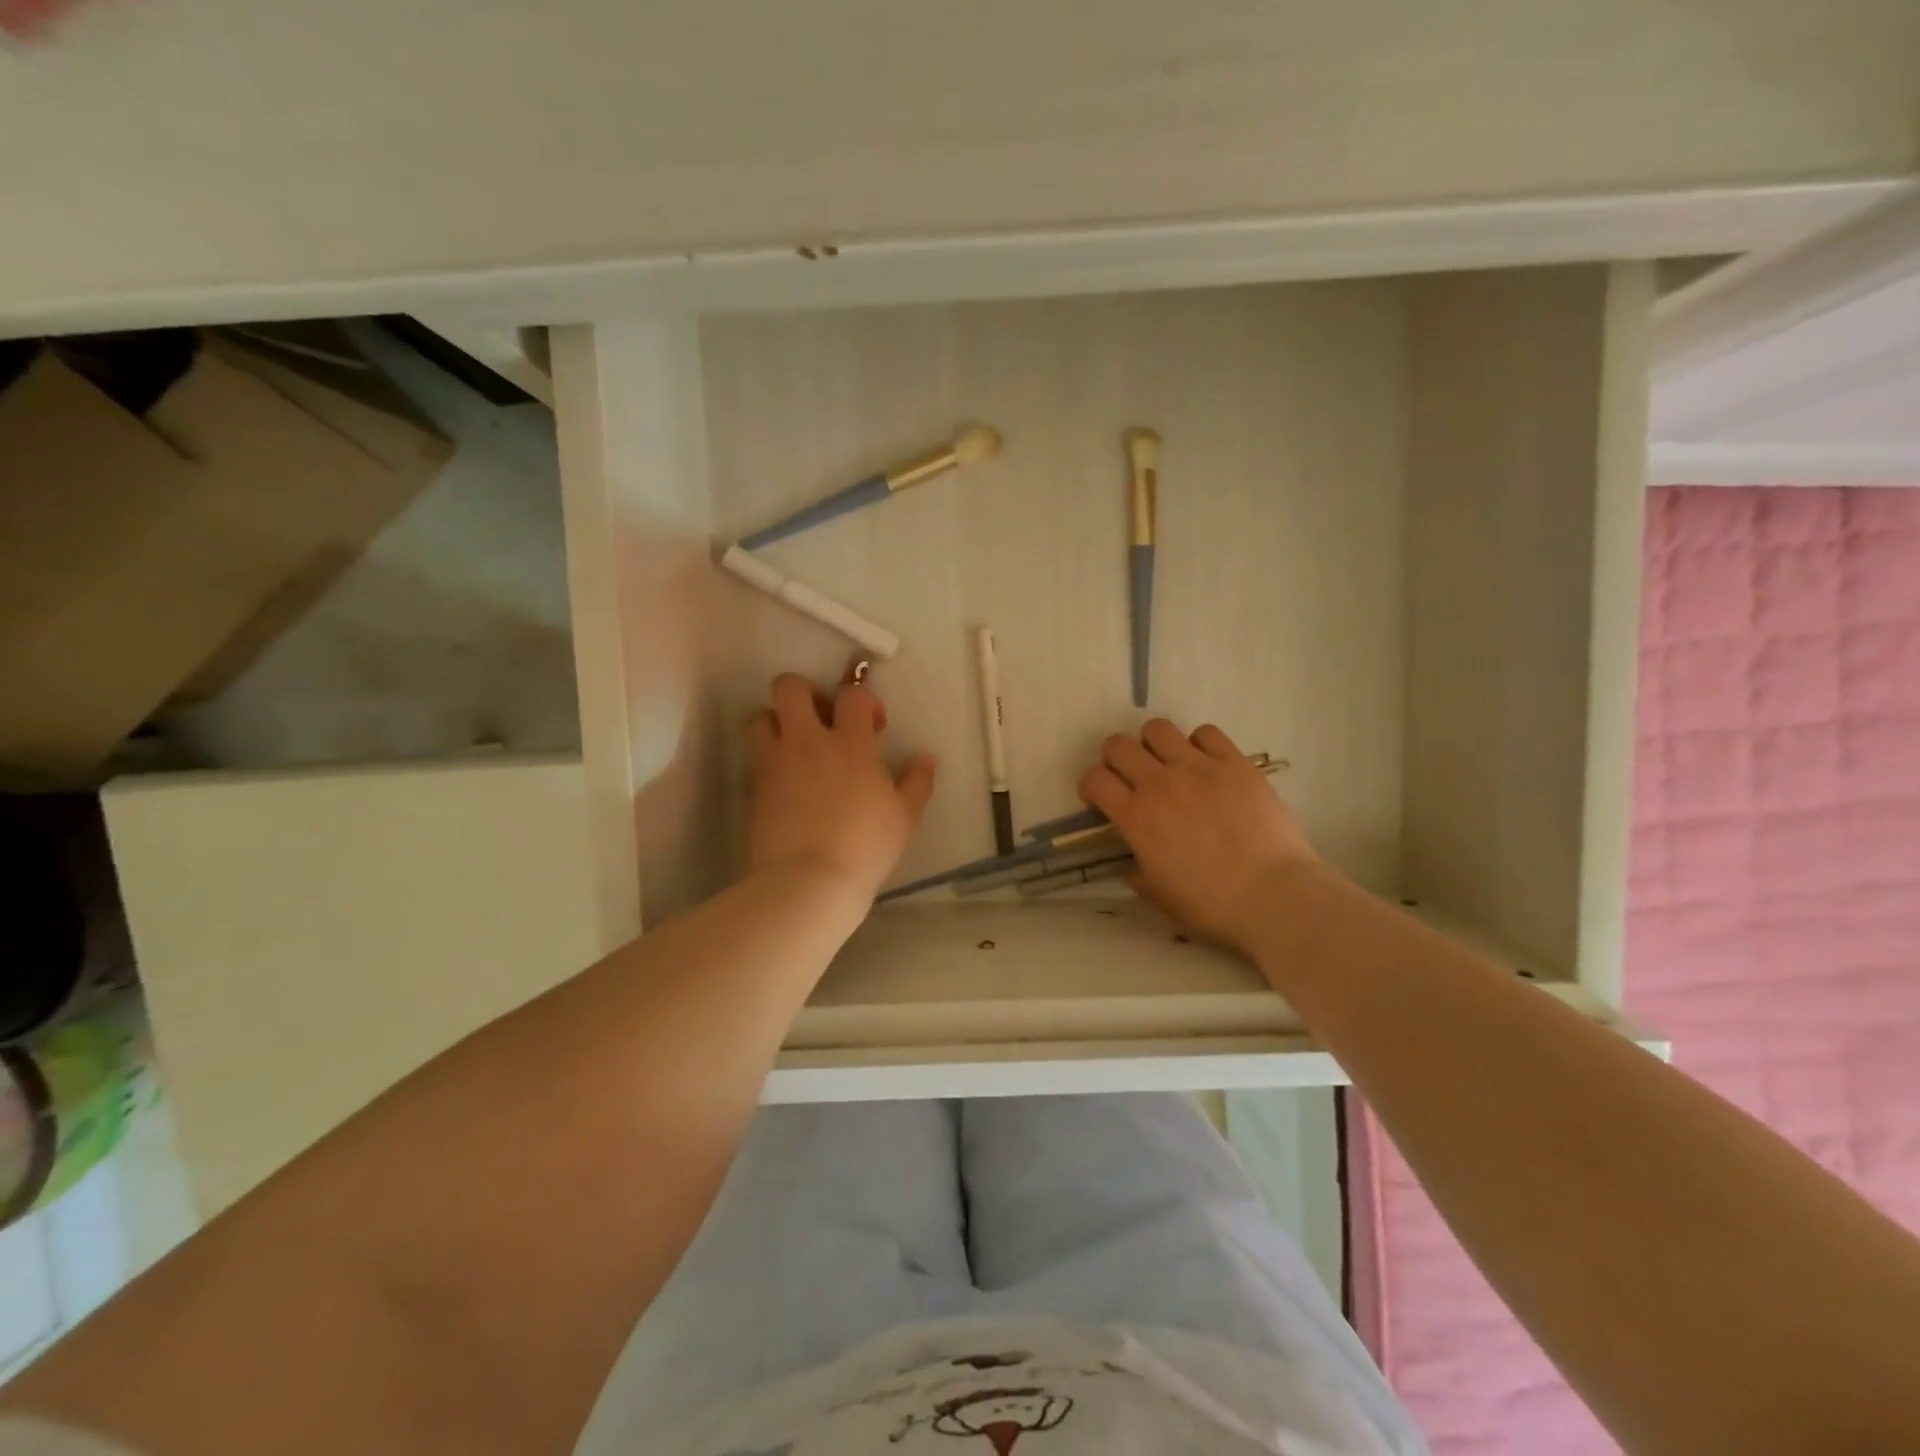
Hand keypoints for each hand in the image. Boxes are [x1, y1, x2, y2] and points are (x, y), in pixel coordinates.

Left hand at [745, 672, 937, 902]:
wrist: (807, 882)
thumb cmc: (864, 847)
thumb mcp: (904, 817)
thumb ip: (917, 782)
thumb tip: (926, 758)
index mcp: (850, 743)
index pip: (852, 694)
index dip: (863, 700)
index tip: (872, 726)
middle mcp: (807, 741)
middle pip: (790, 687)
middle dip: (806, 694)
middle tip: (822, 723)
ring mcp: (774, 762)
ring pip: (761, 716)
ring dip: (777, 723)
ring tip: (795, 749)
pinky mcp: (752, 786)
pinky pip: (753, 756)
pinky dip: (767, 759)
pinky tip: (784, 783)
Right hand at [1078, 719, 1319, 951]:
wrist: (1274, 895)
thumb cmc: (1212, 905)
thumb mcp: (1160, 897)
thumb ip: (1137, 874)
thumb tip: (1129, 865)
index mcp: (1136, 817)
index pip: (1094, 779)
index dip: (1090, 785)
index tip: (1100, 798)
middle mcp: (1160, 783)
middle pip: (1118, 745)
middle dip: (1115, 758)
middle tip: (1129, 776)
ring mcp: (1198, 768)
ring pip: (1158, 728)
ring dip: (1153, 744)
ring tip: (1166, 762)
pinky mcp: (1235, 762)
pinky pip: (1206, 733)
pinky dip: (1199, 744)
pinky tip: (1206, 763)